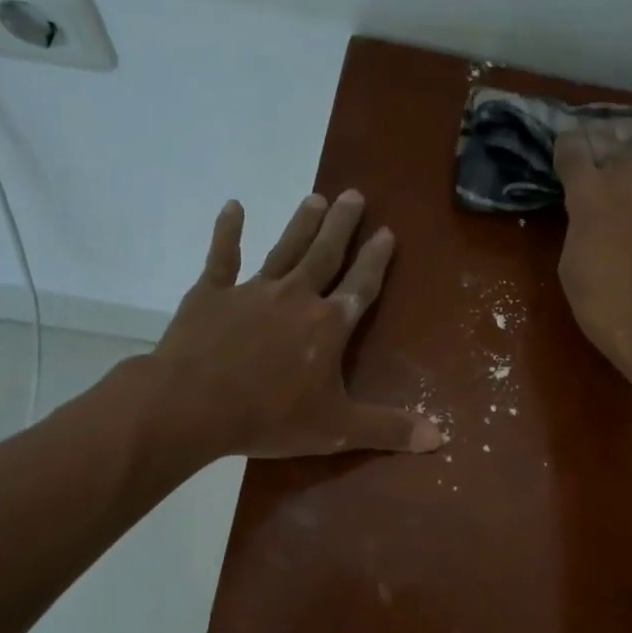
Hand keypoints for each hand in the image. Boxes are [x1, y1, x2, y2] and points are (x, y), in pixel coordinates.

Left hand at [140, 190, 442, 459]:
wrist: (191, 406)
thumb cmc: (269, 417)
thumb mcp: (337, 430)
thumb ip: (388, 429)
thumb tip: (440, 438)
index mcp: (328, 326)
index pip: (360, 286)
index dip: (376, 260)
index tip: (387, 232)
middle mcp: (295, 297)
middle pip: (325, 255)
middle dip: (342, 226)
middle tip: (353, 194)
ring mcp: (251, 291)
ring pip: (284, 250)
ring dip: (301, 224)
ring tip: (316, 197)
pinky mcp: (210, 294)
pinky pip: (221, 257)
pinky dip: (228, 232)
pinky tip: (233, 207)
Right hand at [553, 128, 631, 386]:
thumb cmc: (603, 301)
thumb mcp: (572, 262)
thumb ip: (580, 223)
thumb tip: (591, 209)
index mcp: (590, 193)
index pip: (573, 151)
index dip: (567, 145)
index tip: (565, 144)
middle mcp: (628, 176)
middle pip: (613, 140)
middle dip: (601, 139)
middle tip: (596, 140)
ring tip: (631, 161)